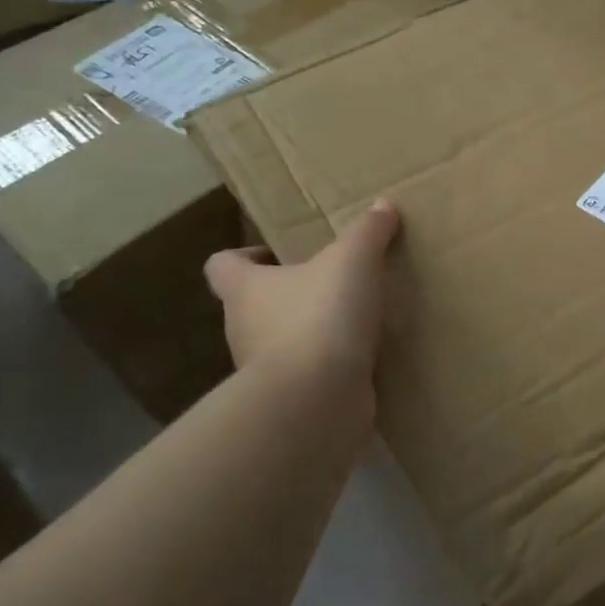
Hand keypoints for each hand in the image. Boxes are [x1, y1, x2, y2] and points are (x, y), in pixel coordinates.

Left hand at [203, 199, 400, 388]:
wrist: (317, 400)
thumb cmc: (320, 317)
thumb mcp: (353, 261)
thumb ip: (367, 232)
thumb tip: (382, 205)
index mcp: (245, 290)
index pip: (222, 266)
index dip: (243, 256)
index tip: (276, 254)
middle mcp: (244, 329)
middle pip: (254, 305)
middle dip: (287, 294)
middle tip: (329, 284)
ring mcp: (264, 370)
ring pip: (281, 342)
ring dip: (309, 332)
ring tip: (353, 321)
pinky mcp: (292, 400)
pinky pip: (308, 376)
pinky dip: (328, 367)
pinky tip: (363, 358)